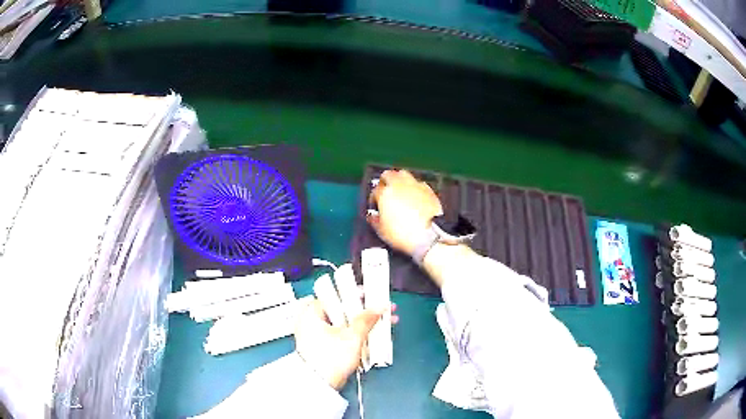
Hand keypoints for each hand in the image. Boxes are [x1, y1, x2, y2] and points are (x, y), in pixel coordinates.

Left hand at [294, 299, 398, 389]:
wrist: (319, 384)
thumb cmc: (331, 357)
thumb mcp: (352, 337)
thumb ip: (366, 319)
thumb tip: (379, 306)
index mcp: (312, 311)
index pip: (338, 294)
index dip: (359, 294)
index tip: (375, 295)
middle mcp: (312, 319)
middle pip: (343, 308)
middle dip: (366, 311)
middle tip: (385, 310)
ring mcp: (317, 332)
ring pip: (345, 321)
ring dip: (365, 322)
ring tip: (387, 322)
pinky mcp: (324, 344)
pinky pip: (343, 332)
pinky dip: (357, 332)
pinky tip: (375, 333)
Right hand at [367, 169, 442, 254]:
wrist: (430, 236)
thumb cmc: (403, 234)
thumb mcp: (382, 231)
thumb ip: (374, 220)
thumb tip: (372, 217)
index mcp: (385, 193)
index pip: (375, 190)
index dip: (373, 198)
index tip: (375, 206)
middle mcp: (399, 185)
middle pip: (388, 175)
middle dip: (385, 181)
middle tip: (385, 191)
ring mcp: (415, 186)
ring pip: (404, 174)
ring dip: (399, 180)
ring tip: (399, 191)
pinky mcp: (428, 190)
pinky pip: (418, 183)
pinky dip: (413, 187)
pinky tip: (414, 197)